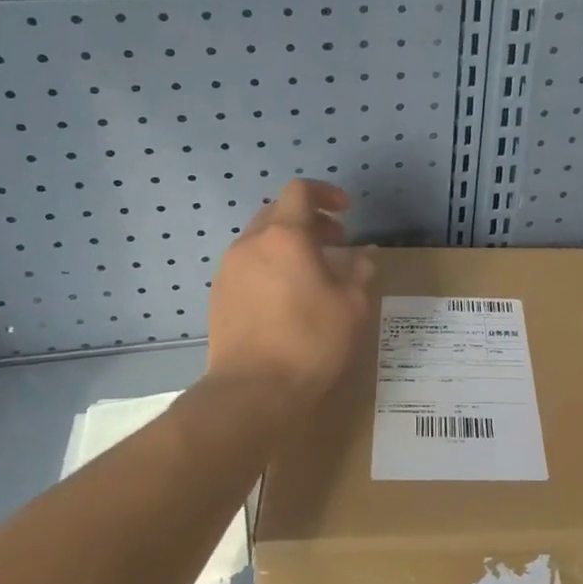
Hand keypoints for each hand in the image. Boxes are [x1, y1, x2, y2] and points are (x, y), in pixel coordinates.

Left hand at [207, 179, 375, 399]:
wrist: (252, 392)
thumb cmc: (310, 341)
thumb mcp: (353, 305)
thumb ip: (361, 270)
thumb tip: (364, 254)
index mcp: (285, 236)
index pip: (300, 191)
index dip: (326, 193)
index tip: (346, 211)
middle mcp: (251, 244)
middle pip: (278, 212)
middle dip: (309, 220)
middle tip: (336, 243)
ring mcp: (229, 270)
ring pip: (260, 239)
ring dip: (288, 244)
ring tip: (313, 272)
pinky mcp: (218, 296)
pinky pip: (248, 265)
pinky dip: (270, 265)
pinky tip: (287, 297)